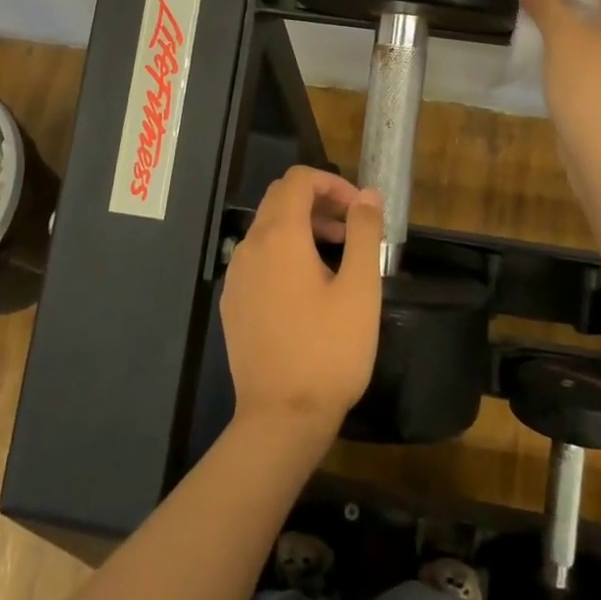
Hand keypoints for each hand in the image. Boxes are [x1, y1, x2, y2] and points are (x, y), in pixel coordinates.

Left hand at [221, 166, 383, 439]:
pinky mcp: (233, 302)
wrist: (280, 419)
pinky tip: (307, 287)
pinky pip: (257, 257)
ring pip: (267, 227)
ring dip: (301, 226)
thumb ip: (364, 233)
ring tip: (336, 256)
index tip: (358, 209)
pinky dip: (283, 251)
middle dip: (318, 201)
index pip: (298, 180)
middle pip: (280, 199)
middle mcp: (250, 246)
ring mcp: (236, 275)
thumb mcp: (360, 289)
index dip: (332, 182)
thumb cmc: (329, 351)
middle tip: (350, 228)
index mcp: (280, 236)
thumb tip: (368, 195)